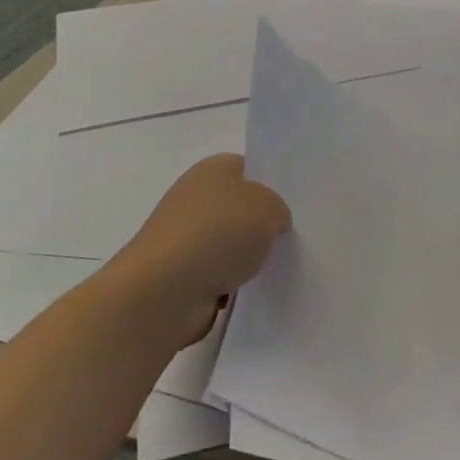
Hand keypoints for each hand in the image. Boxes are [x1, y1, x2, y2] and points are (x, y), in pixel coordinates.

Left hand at [114, 155, 290, 345]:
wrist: (164, 290)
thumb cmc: (217, 234)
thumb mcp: (267, 207)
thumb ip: (278, 209)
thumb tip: (271, 223)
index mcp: (213, 169)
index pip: (249, 168)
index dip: (272, 184)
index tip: (294, 206)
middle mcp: (196, 198)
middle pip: (240, 208)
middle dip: (263, 224)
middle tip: (292, 239)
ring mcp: (186, 237)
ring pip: (232, 244)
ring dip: (249, 258)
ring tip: (277, 268)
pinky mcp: (183, 275)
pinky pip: (221, 275)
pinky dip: (234, 284)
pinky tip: (253, 291)